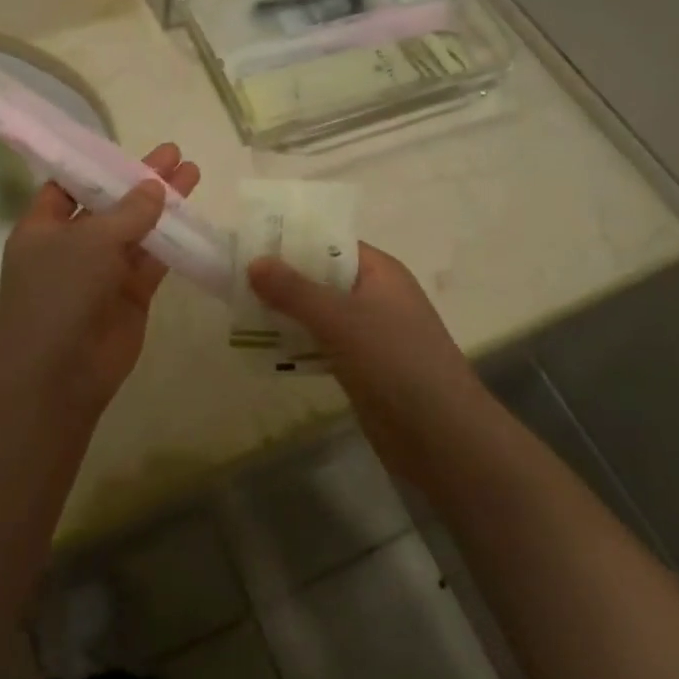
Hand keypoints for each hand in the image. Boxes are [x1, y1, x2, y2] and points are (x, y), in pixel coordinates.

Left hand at [0, 143, 199, 408]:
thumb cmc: (59, 293)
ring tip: (193, 174)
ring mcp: (102, 272)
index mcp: (43, 227)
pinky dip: (173, 242)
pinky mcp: (130, 296)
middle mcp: (71, 245)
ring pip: (137, 231)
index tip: (127, 148)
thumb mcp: (90, 241)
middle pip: (110, 204)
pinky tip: (196, 218)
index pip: (68, 186)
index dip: (96, 166)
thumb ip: (128, 212)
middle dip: (139, 180)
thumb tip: (155, 186)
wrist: (57, 374)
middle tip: (174, 153)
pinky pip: (154, 262)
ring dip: (163, 206)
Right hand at [249, 244, 478, 473]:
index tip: (250, 243)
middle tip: (235, 277)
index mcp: (380, 272)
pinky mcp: (362, 367)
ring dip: (286, 312)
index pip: (331, 242)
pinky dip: (296, 342)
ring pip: (319, 313)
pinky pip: (322, 344)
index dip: (293, 241)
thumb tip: (254, 261)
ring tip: (239, 308)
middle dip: (283, 278)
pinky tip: (263, 346)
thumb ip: (295, 290)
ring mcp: (370, 334)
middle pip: (322, 277)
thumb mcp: (341, 319)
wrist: (442, 437)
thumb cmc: (395, 362)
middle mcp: (376, 296)